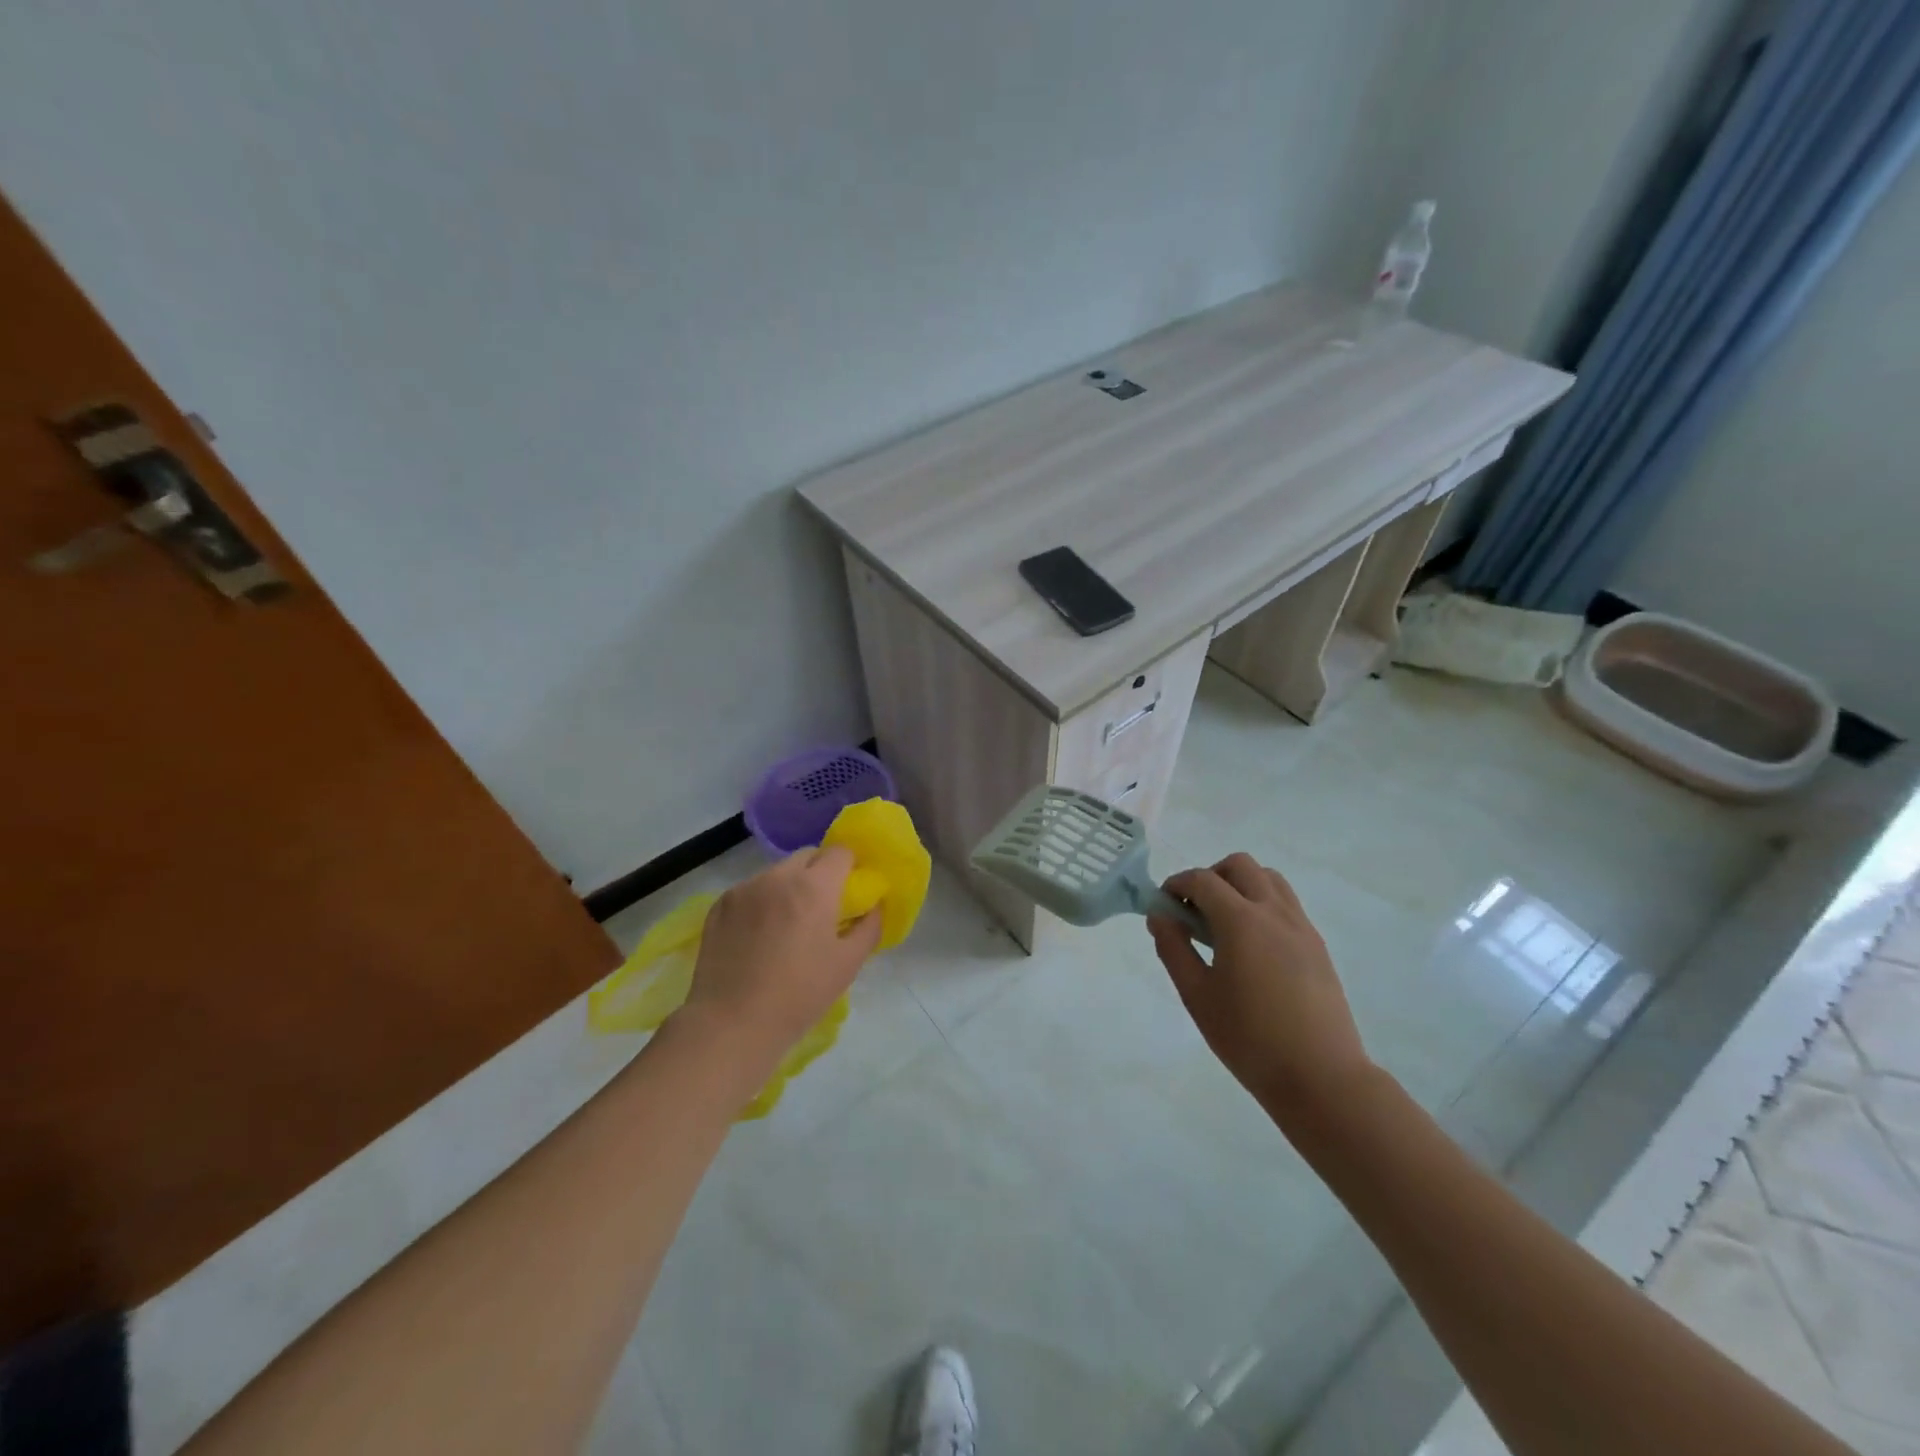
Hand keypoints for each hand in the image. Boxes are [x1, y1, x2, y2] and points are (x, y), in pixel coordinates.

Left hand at [680, 846, 882, 1074]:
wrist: (732, 1023)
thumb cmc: (799, 994)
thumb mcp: (848, 964)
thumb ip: (869, 926)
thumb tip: (874, 906)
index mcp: (814, 887)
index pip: (841, 851)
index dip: (850, 866)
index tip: (852, 890)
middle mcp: (778, 877)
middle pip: (808, 856)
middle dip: (820, 872)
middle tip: (823, 907)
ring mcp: (745, 888)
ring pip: (777, 872)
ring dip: (789, 886)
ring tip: (787, 925)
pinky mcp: (720, 905)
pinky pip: (751, 890)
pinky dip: (762, 901)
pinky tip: (759, 935)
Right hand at [1149, 853, 1372, 1118]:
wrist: (1321, 1077)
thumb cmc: (1249, 1038)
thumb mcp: (1197, 995)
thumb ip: (1173, 948)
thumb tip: (1160, 915)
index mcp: (1241, 921)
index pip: (1202, 880)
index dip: (1176, 884)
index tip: (1163, 905)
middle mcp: (1274, 912)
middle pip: (1239, 865)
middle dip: (1210, 876)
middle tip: (1195, 911)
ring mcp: (1301, 926)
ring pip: (1268, 879)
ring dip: (1240, 885)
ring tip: (1224, 924)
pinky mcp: (1317, 945)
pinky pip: (1286, 904)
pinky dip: (1262, 904)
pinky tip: (1252, 946)